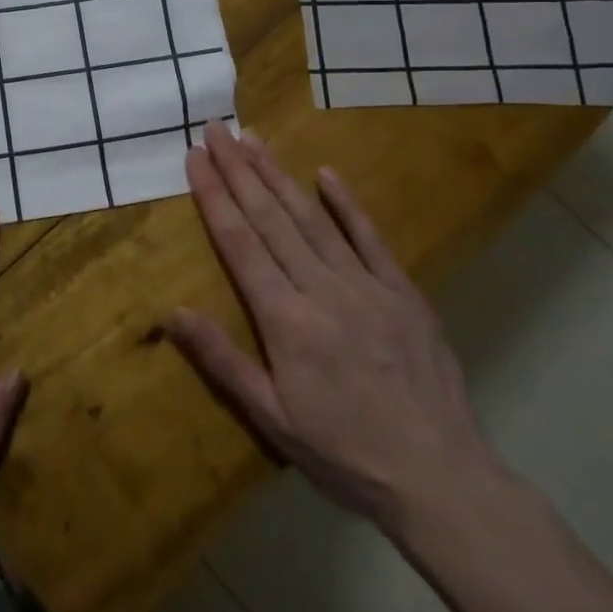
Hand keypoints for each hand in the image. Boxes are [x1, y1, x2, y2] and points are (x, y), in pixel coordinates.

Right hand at [167, 123, 495, 537]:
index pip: (240, 243)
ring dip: (278, 176)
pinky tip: (326, 173)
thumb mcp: (272, 418)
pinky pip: (371, 238)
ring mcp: (367, 286)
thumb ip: (222, 360)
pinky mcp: (404, 292)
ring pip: (313, 218)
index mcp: (286, 320)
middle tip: (217, 130)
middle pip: (271, 218)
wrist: (441, 481)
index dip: (214, 196)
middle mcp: (323, 290)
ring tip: (253, 140)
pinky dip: (347, 204)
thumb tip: (171, 312)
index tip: (195, 158)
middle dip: (239, 170)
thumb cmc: (344, 454)